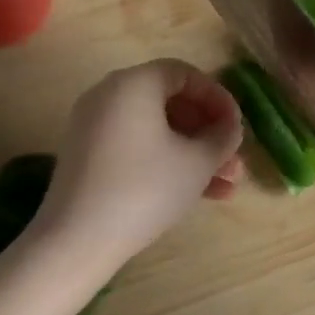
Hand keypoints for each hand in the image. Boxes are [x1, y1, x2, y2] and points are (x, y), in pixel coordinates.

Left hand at [36, 60, 244, 270]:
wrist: (77, 239)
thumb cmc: (145, 189)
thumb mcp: (197, 162)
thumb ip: (223, 137)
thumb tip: (230, 128)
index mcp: (133, 84)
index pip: (185, 74)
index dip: (218, 98)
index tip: (237, 127)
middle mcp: (109, 96)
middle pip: (171, 104)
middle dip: (209, 133)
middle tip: (234, 160)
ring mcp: (95, 127)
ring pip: (157, 131)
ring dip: (194, 154)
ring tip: (226, 187)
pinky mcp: (89, 157)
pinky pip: (137, 148)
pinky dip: (167, 163)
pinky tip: (199, 195)